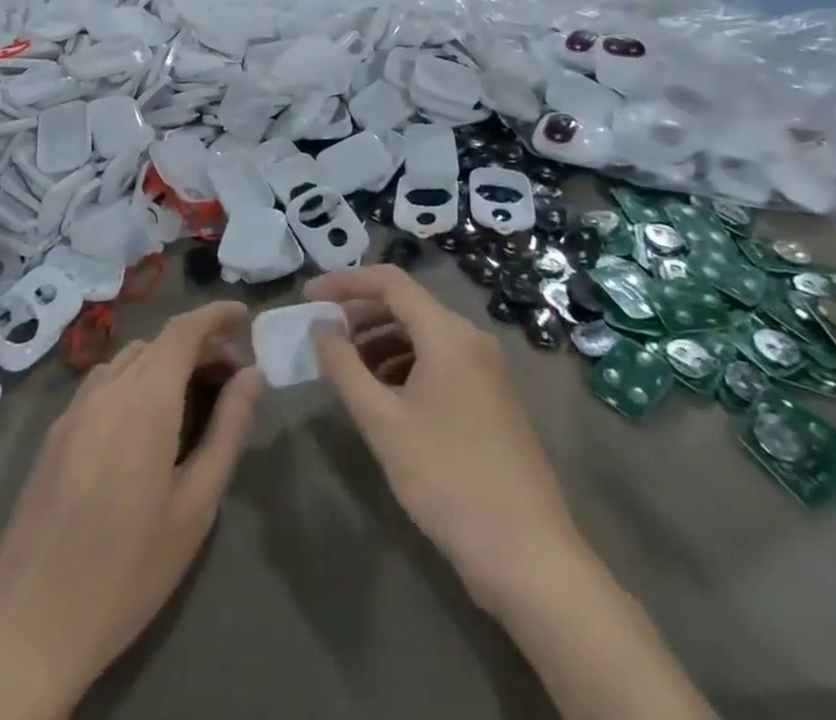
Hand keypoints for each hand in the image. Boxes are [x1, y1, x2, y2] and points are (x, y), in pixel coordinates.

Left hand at [0, 304, 264, 719]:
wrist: (28, 627)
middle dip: (198, 346)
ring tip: (192, 398)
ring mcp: (73, 411)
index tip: (245, 316)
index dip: (216, 315)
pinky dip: (134, 381)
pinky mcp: (53, 436)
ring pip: (128, 361)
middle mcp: (106, 389)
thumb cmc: (127, 569)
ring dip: (164, 363)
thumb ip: (228, 430)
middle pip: (158, 343)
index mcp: (144, 398)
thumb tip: (253, 375)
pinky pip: (102, 386)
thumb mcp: (195, 505)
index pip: (184, 329)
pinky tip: (144, 426)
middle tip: (232, 376)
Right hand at [306, 266, 589, 615]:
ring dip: (381, 344)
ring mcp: (486, 368)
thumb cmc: (447, 478)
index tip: (308, 298)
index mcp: (448, 333)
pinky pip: (440, 362)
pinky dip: (406, 366)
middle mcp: (471, 338)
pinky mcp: (492, 397)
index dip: (345, 283)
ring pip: (423, 336)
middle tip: (322, 338)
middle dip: (360, 316)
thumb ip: (344, 368)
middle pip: (407, 306)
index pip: (389, 282)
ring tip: (348, 374)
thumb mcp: (383, 423)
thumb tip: (320, 328)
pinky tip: (386, 399)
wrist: (527, 553)